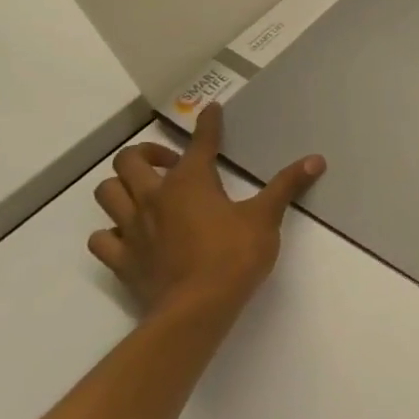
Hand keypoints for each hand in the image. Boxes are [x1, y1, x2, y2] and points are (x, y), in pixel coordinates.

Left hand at [89, 103, 324, 315]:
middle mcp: (154, 198)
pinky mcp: (122, 259)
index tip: (210, 110)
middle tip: (171, 163)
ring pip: (106, 193)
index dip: (208, 124)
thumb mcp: (266, 217)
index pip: (199, 143)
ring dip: (122, 186)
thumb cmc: (235, 256)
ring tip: (146, 191)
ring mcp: (132, 229)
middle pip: (129, 161)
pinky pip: (102, 237)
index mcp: (190, 183)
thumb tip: (316, 159)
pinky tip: (130, 234)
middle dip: (147, 153)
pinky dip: (112, 230)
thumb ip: (287, 186)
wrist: (197, 308)